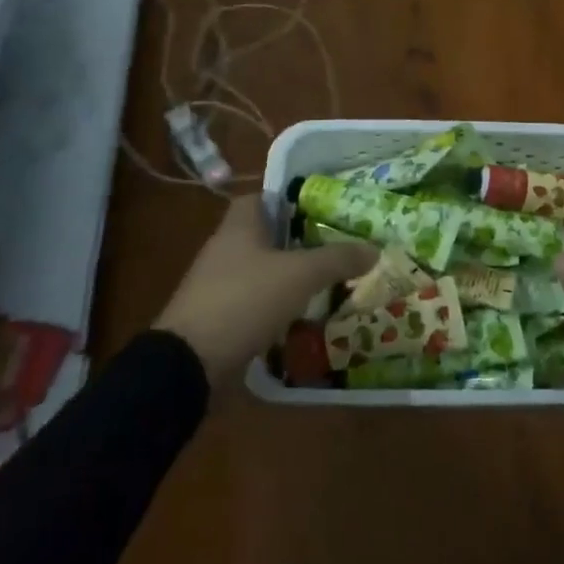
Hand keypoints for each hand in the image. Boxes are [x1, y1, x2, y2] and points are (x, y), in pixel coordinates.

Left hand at [154, 195, 375, 382]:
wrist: (188, 365)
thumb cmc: (244, 300)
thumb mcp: (300, 275)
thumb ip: (338, 259)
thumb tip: (374, 248)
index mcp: (238, 227)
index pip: (262, 197)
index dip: (290, 199)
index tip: (321, 210)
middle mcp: (224, 250)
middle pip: (265, 236)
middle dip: (298, 242)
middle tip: (334, 248)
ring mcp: (216, 286)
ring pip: (260, 271)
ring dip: (287, 277)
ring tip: (325, 284)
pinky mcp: (215, 319)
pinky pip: (252, 304)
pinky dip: (274, 308)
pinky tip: (300, 318)